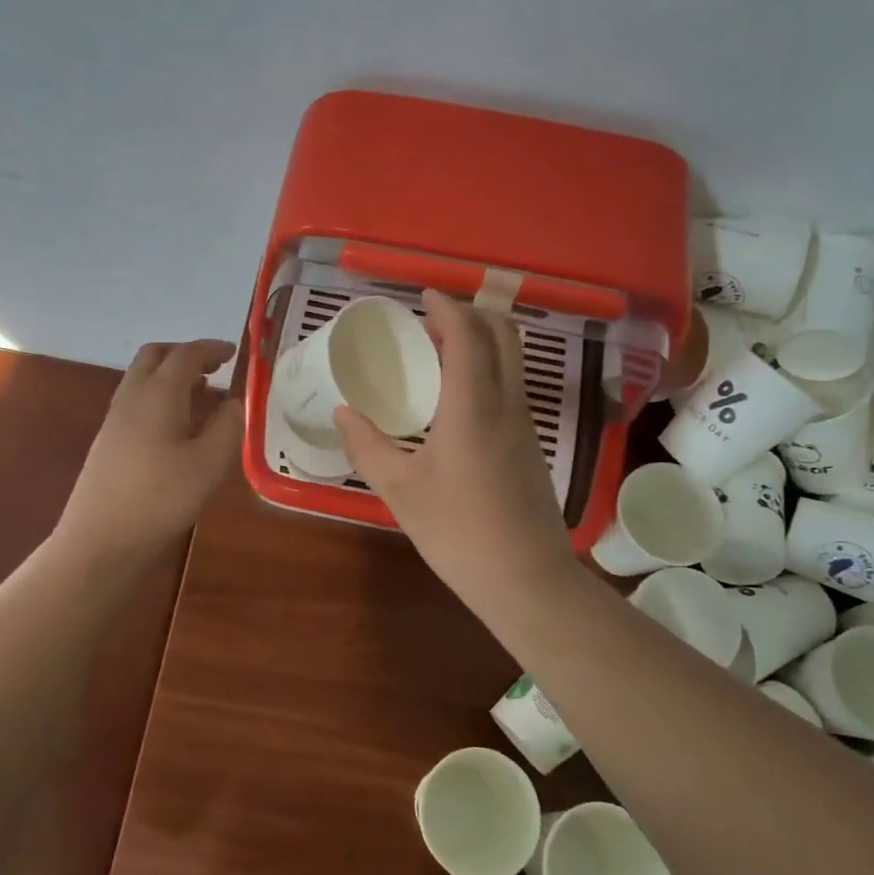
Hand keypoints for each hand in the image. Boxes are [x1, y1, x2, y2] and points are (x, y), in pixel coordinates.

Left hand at [56, 339, 243, 562]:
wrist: (101, 539)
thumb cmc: (161, 498)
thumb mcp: (210, 464)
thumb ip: (229, 427)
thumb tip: (236, 402)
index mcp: (158, 394)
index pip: (186, 355)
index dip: (212, 348)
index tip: (234, 352)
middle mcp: (132, 397)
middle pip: (155, 357)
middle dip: (185, 354)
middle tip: (214, 369)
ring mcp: (115, 420)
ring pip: (142, 379)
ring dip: (171, 377)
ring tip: (202, 397)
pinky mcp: (109, 442)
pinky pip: (137, 402)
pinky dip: (161, 398)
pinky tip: (178, 428)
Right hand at [334, 291, 579, 617]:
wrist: (525, 579)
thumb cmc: (457, 532)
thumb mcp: (399, 490)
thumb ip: (366, 446)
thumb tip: (342, 412)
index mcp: (473, 405)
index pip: (467, 334)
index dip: (446, 307)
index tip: (423, 295)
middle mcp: (507, 404)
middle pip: (503, 335)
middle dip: (472, 314)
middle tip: (433, 320)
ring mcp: (525, 425)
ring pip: (513, 360)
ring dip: (483, 341)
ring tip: (443, 353)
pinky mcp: (531, 447)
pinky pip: (513, 387)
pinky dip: (490, 370)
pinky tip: (460, 399)